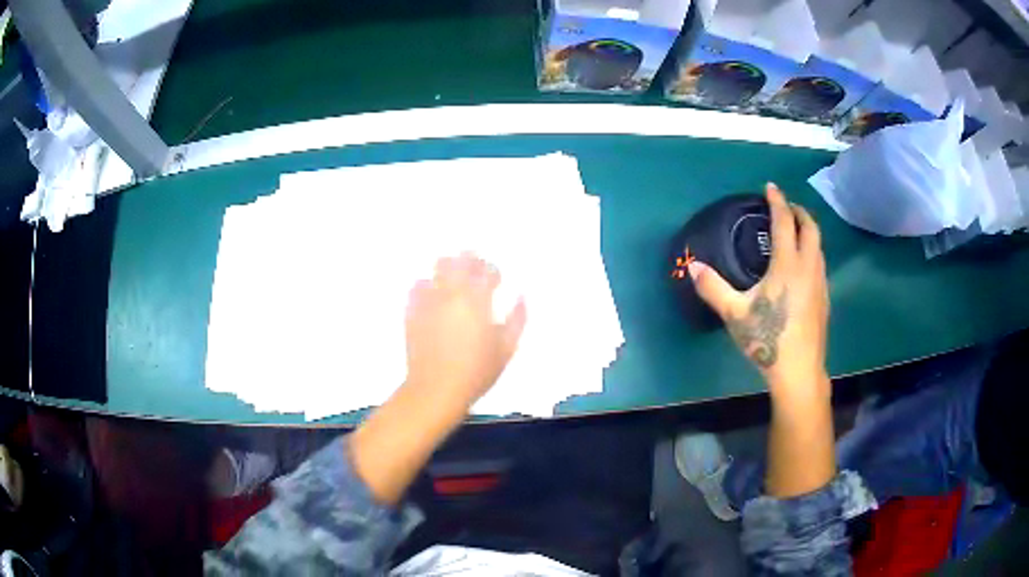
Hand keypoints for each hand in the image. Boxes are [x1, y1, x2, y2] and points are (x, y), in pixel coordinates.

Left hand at [404, 253, 526, 408]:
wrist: (436, 389)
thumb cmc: (476, 372)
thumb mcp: (507, 350)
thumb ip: (518, 319)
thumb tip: (520, 296)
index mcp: (478, 301)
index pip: (487, 270)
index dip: (493, 271)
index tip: (495, 281)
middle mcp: (452, 294)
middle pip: (460, 260)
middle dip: (470, 261)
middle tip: (475, 273)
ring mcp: (429, 300)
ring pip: (437, 267)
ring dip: (448, 269)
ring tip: (453, 283)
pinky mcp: (412, 310)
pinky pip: (417, 285)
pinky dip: (427, 286)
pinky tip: (433, 298)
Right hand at [688, 183, 828, 399]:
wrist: (798, 371)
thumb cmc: (767, 339)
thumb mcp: (735, 314)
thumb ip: (713, 288)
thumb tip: (692, 267)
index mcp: (788, 264)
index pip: (785, 221)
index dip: (777, 201)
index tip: (770, 187)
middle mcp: (808, 267)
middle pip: (811, 228)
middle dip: (799, 211)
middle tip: (786, 207)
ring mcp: (820, 283)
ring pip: (819, 246)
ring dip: (808, 232)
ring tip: (794, 233)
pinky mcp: (824, 299)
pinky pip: (820, 264)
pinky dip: (812, 252)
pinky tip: (801, 268)